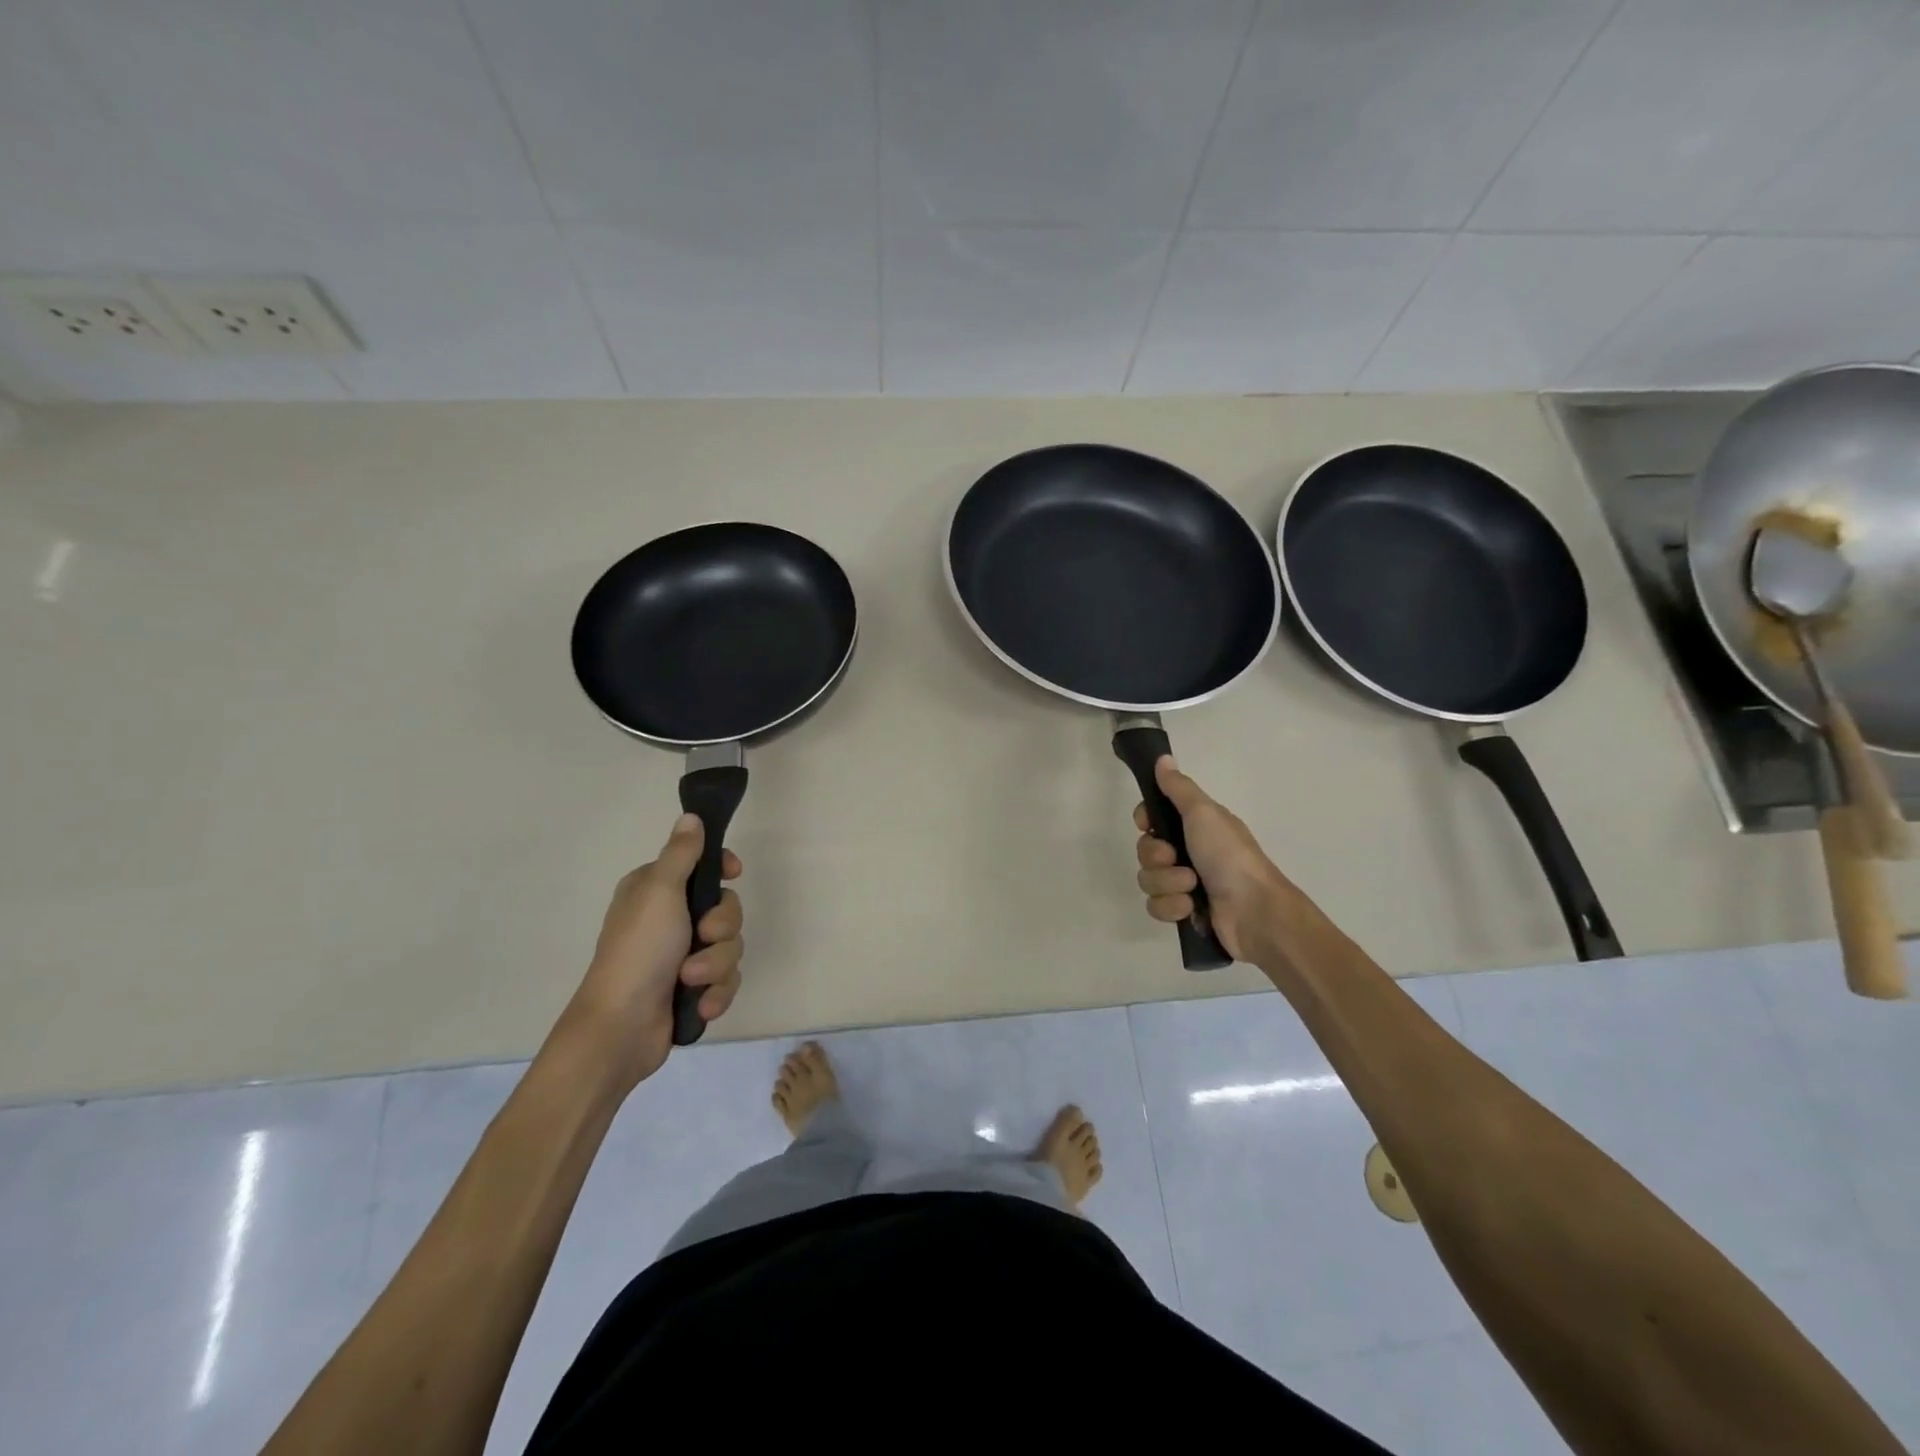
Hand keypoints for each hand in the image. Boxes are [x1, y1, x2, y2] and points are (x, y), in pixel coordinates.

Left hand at [569, 813, 743, 1088]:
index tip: (733, 873)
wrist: (621, 1028)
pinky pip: (727, 979)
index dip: (723, 869)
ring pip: (730, 946)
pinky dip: (717, 992)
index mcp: (657, 890)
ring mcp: (683, 956)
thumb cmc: (639, 951)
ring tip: (692, 980)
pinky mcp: (694, 988)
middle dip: (722, 928)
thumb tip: (691, 816)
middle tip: (702, 937)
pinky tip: (700, 1004)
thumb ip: (681, 853)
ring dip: (716, 965)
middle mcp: (670, 919)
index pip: (703, 865)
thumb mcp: (659, 891)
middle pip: (726, 908)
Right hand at [1134, 756, 1292, 963]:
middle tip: (1175, 858)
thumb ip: (1179, 787)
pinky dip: (1172, 906)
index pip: (1153, 818)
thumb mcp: (1204, 813)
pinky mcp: (1183, 912)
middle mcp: (1188, 852)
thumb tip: (1162, 758)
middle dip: (1156, 857)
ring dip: (1167, 883)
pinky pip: (1156, 906)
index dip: (1145, 820)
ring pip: (1148, 880)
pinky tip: (1191, 907)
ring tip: (1192, 887)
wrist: (1253, 910)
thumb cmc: (1229, 855)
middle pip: (1146, 850)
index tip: (1148, 824)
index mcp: (1195, 826)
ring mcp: (1185, 884)